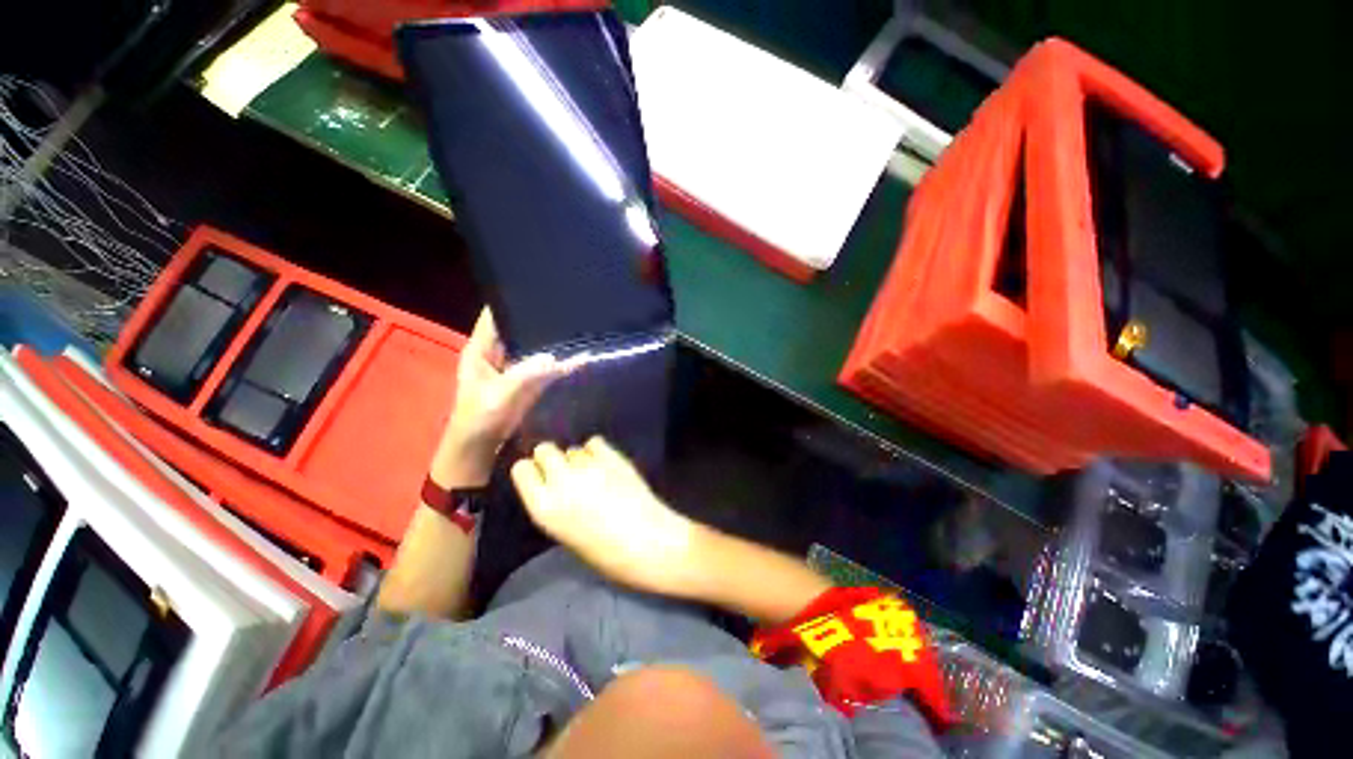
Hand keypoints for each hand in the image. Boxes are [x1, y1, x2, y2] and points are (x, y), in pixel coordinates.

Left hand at [431, 308, 568, 486]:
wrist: (481, 449)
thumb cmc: (479, 418)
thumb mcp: (499, 395)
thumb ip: (526, 374)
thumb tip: (555, 358)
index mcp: (480, 349)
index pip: (494, 316)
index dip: (510, 300)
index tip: (535, 287)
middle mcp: (498, 353)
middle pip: (518, 329)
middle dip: (538, 319)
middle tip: (566, 306)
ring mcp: (515, 367)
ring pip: (534, 347)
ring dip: (551, 340)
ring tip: (576, 324)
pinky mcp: (529, 381)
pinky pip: (546, 366)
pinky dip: (560, 362)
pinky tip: (579, 356)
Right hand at [510, 438, 698, 595]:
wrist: (647, 543)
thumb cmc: (605, 552)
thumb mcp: (565, 532)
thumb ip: (555, 504)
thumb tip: (555, 482)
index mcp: (542, 508)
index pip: (521, 469)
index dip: (533, 471)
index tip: (543, 477)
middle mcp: (560, 481)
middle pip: (544, 449)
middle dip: (552, 458)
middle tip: (568, 472)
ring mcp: (587, 466)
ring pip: (572, 448)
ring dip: (579, 459)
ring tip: (594, 474)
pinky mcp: (612, 456)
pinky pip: (594, 442)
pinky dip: (598, 451)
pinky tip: (606, 464)